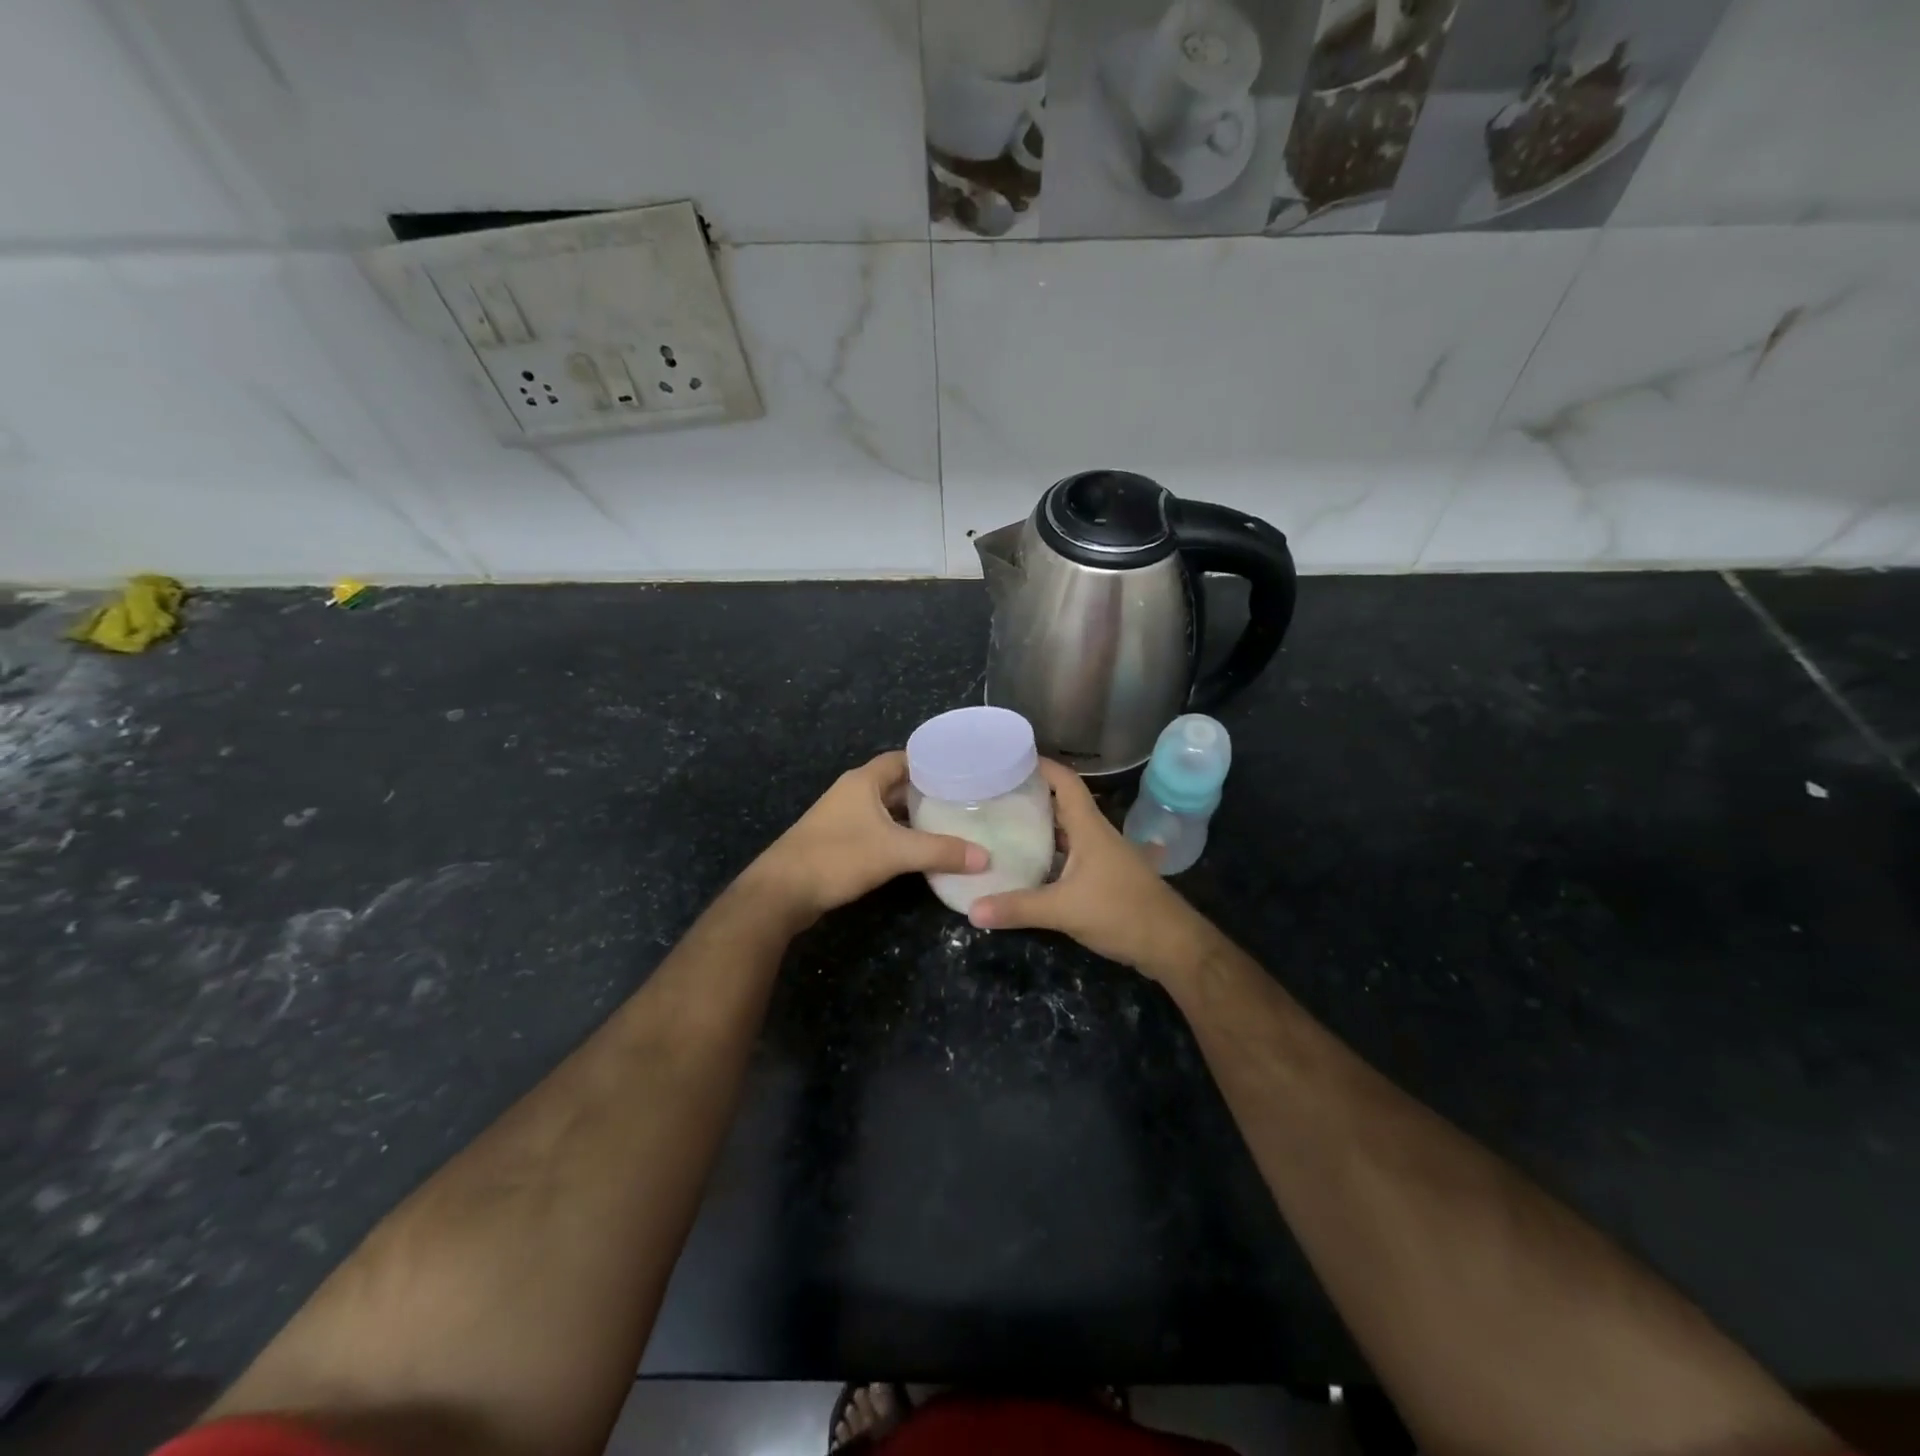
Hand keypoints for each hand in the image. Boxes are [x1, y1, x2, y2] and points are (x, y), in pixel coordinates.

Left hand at [746, 750, 987, 927]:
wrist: (781, 891)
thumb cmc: (838, 857)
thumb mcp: (895, 852)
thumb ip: (940, 851)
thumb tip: (985, 857)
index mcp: (864, 780)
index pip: (905, 758)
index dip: (933, 763)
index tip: (964, 773)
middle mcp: (853, 792)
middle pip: (898, 784)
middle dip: (928, 792)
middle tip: (965, 802)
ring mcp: (843, 817)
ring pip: (887, 809)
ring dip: (913, 816)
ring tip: (950, 825)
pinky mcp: (839, 841)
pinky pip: (877, 829)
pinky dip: (899, 835)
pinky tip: (920, 850)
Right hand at [968, 759, 1214, 980]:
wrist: (1171, 944)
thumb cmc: (1122, 913)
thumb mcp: (1064, 910)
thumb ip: (1018, 908)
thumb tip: (972, 910)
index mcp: (1089, 828)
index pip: (1065, 782)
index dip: (1041, 766)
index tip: (1008, 760)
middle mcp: (1096, 835)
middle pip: (1062, 805)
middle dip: (1031, 797)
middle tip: (993, 796)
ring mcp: (1103, 857)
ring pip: (1067, 833)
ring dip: (1040, 828)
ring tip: (1003, 827)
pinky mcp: (1106, 878)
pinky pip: (1072, 857)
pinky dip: (1050, 856)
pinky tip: (1029, 867)